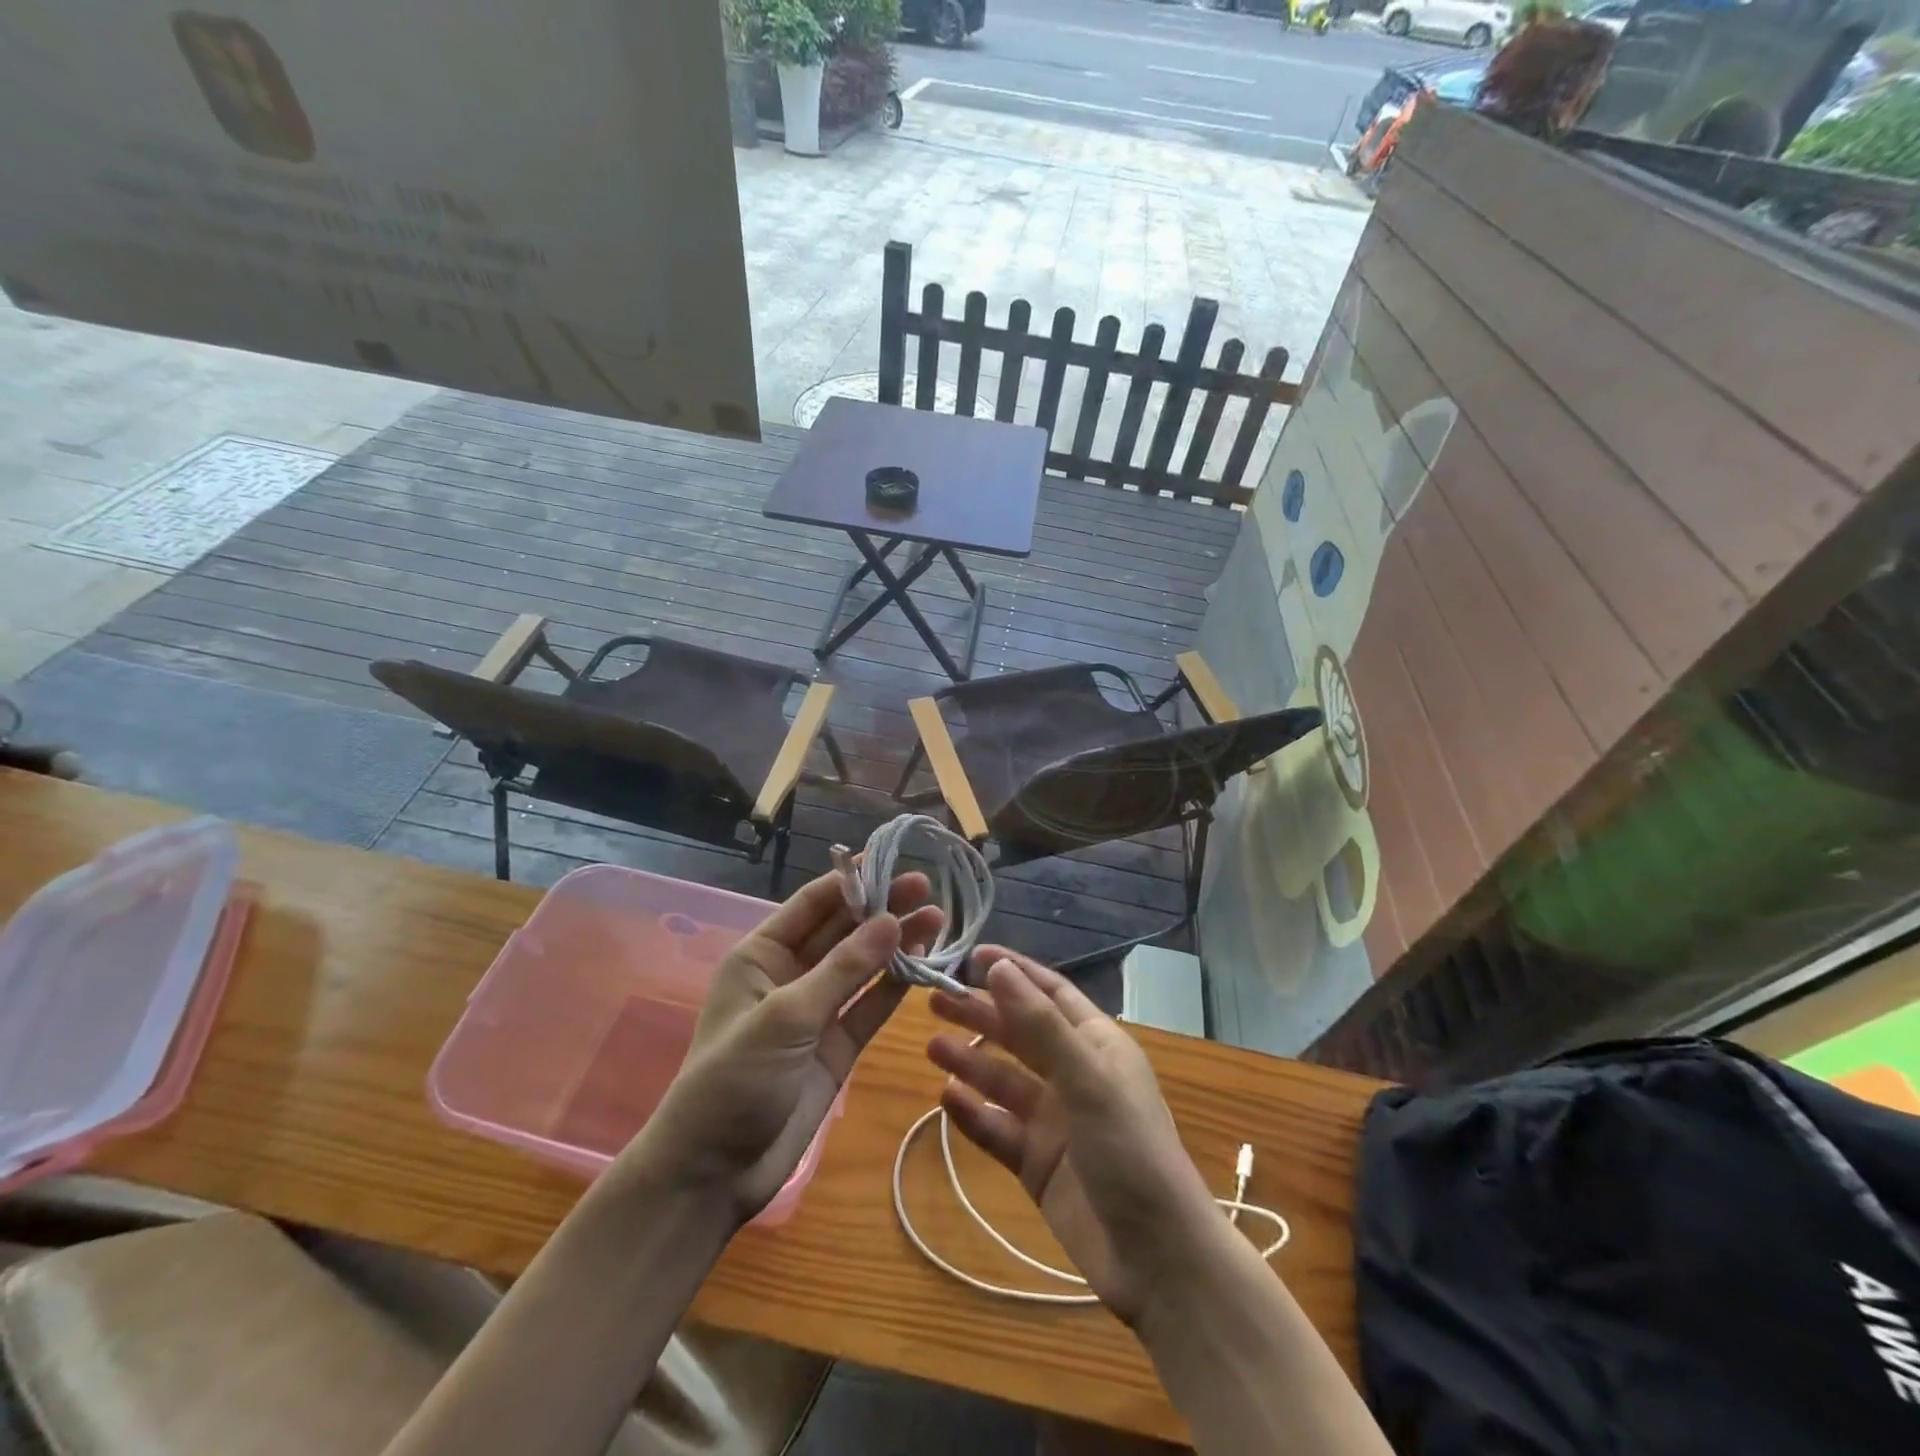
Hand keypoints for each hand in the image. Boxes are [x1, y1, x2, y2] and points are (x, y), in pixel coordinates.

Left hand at [636, 868, 942, 1224]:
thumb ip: (842, 970)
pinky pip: (871, 1006)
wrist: (714, 1173)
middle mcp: (791, 975)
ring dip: (896, 943)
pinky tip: (925, 962)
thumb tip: (891, 920)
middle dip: (882, 908)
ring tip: (937, 918)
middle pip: (843, 931)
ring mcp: (817, 1011)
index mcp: (761, 955)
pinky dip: (896, 985)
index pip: (813, 904)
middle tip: (926, 887)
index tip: (892, 861)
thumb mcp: (784, 1017)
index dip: (852, 881)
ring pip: (863, 966)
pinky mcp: (838, 1046)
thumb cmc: (733, 1080)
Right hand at [927, 948, 1225, 1326]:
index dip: (1014, 971)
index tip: (971, 954)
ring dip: (970, 1062)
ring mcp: (1054, 1121)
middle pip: (1019, 1034)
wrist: (1158, 1261)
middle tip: (934, 1000)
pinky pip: (997, 1128)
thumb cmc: (1131, 1151)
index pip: (1049, 993)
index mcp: (1096, 1044)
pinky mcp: (1037, 1164)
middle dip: (980, 1015)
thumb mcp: (1087, 1080)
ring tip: (932, 1046)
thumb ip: (1040, 1025)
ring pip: (1003, 1080)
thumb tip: (998, 966)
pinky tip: (946, 1099)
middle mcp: (1073, 1075)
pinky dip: (973, 1113)